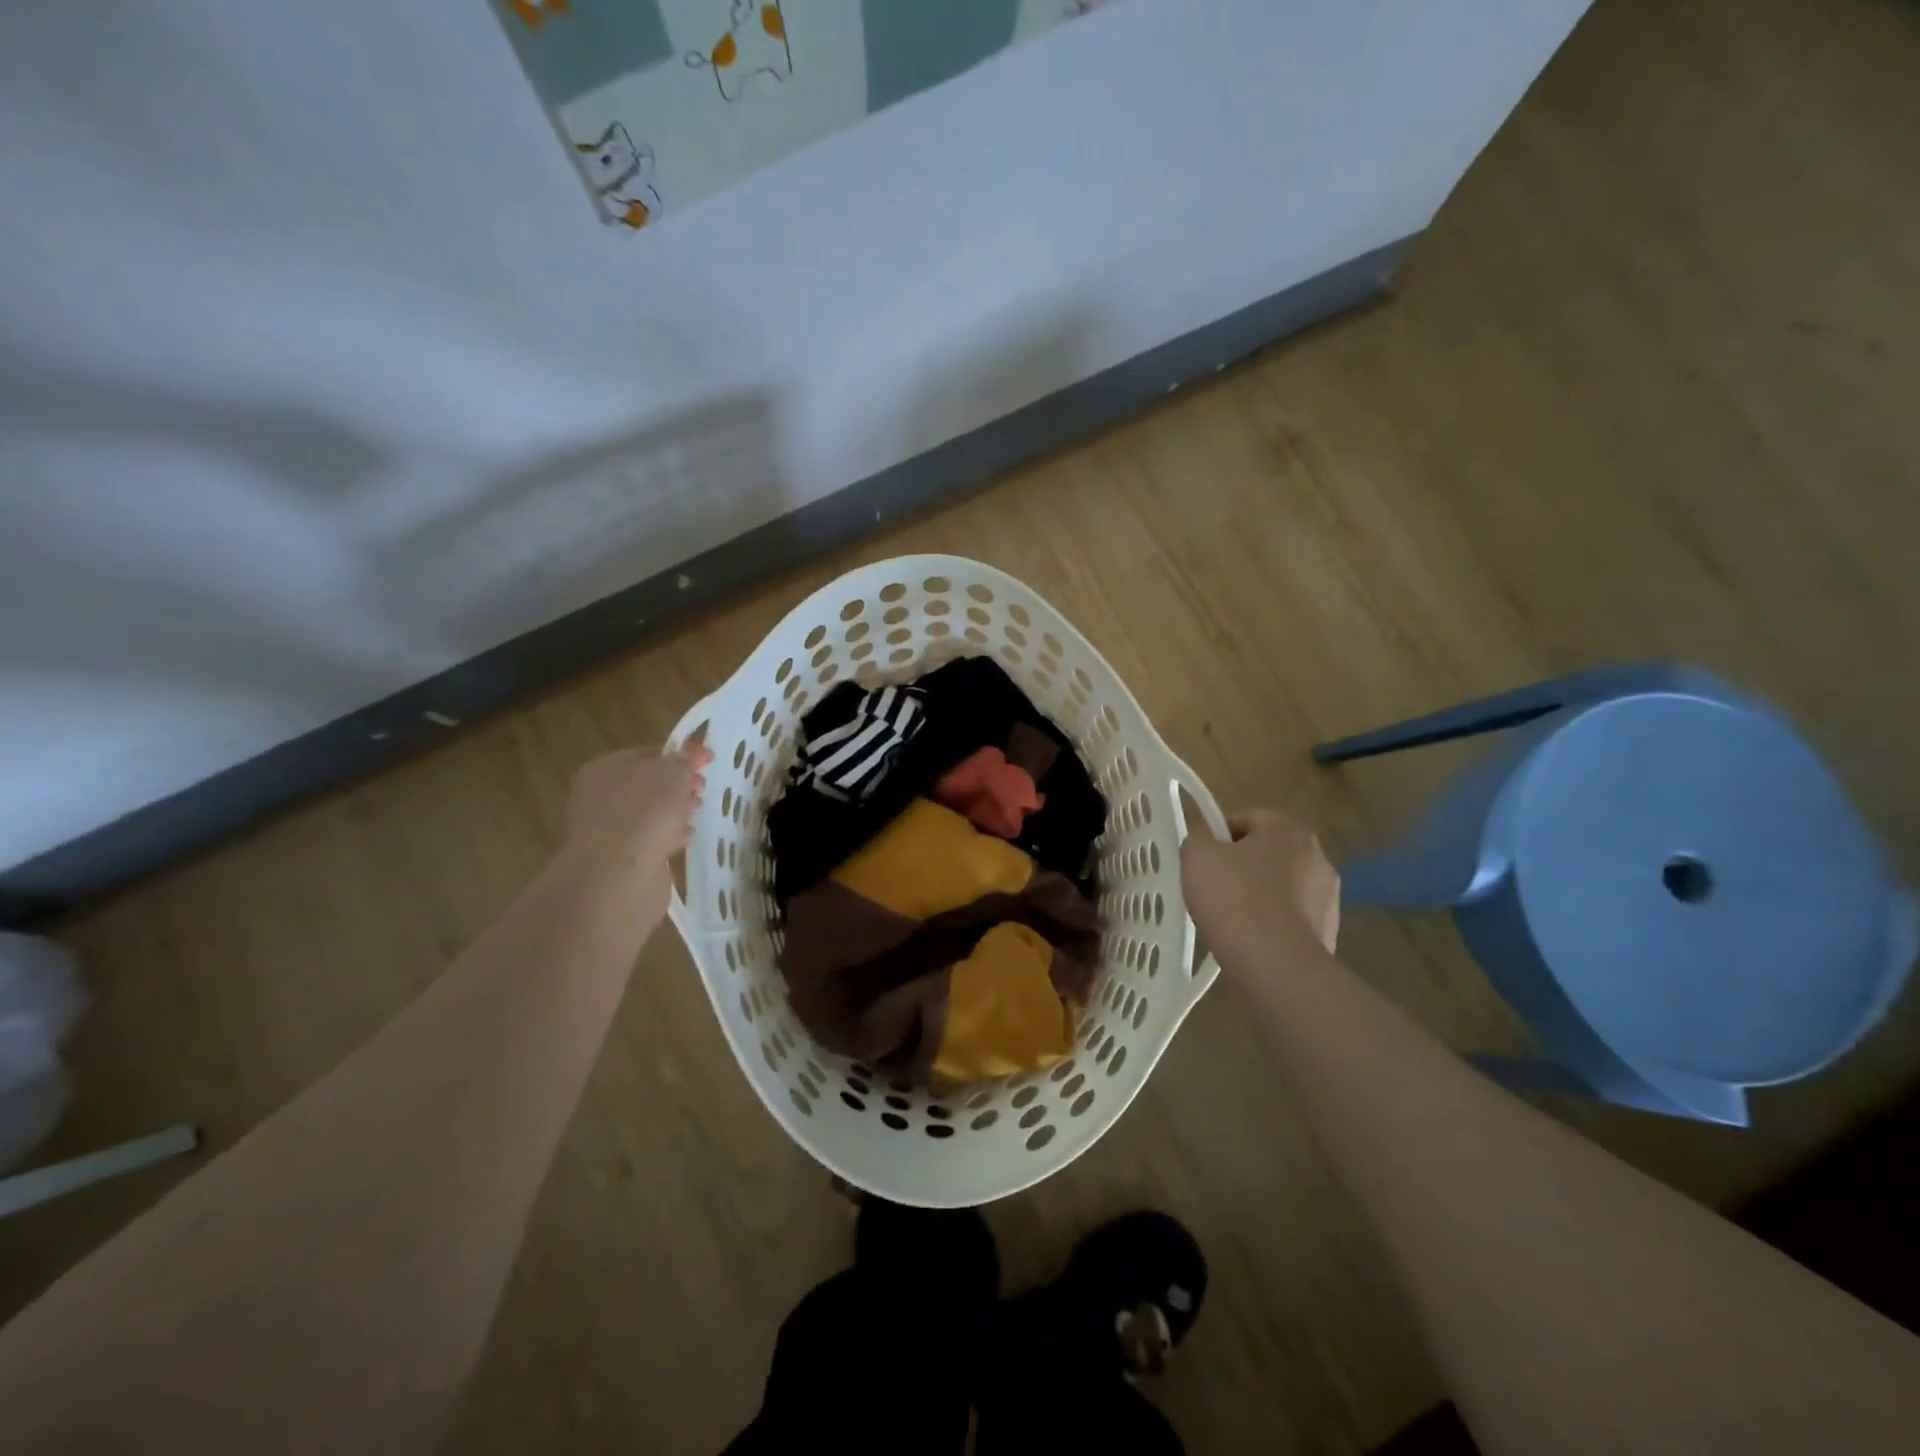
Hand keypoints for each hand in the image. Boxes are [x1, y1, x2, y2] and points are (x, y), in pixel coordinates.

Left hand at [562, 743, 711, 914]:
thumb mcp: (672, 773)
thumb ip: (684, 760)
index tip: (708, 761)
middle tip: (702, 790)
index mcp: (604, 768)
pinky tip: (685, 839)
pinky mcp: (618, 859)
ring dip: (674, 812)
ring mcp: (605, 830)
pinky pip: (648, 840)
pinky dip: (667, 837)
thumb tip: (692, 753)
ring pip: (648, 813)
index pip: (647, 754)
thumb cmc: (645, 811)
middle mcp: (598, 797)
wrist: (620, 873)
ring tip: (697, 814)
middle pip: (646, 784)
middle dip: (677, 785)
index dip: (680, 755)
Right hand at [1181, 808, 1339, 967]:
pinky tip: (1251, 939)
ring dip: (1258, 895)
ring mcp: (1328, 896)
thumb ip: (1198, 838)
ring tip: (1230, 919)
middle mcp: (1317, 855)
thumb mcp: (1197, 856)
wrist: (1276, 965)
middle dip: (1240, 866)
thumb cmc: (1234, 899)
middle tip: (1212, 887)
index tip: (1201, 861)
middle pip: (1266, 852)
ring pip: (1280, 886)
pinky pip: (1290, 917)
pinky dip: (1272, 923)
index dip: (1217, 837)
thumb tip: (1208, 841)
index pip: (1246, 819)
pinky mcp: (1329, 931)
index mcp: (1288, 829)